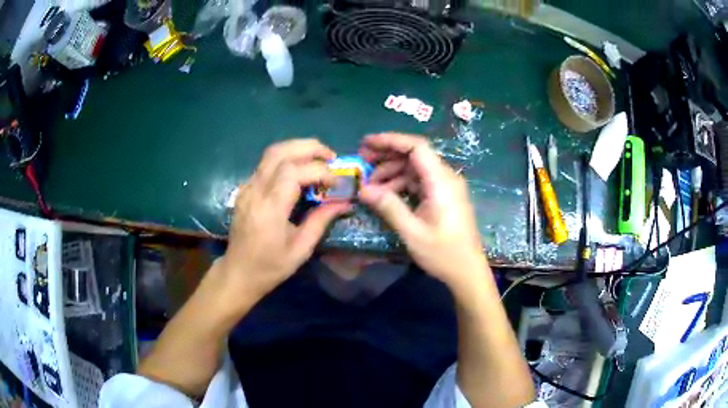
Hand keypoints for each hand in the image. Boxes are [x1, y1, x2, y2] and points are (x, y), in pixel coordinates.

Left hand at [217, 139, 350, 307]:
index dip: (319, 170)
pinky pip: (266, 164)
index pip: (293, 172)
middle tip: (331, 157)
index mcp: (269, 209)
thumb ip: (322, 221)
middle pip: (280, 152)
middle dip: (309, 148)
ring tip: (318, 158)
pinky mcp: (245, 188)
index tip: (336, 181)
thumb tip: (345, 202)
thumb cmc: (270, 266)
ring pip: (271, 153)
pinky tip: (300, 170)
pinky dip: (287, 158)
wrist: (238, 272)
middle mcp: (255, 191)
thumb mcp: (301, 249)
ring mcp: (247, 187)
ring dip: (298, 148)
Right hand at [359, 133, 487, 291]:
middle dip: (387, 155)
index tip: (367, 143)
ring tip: (369, 185)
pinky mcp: (444, 196)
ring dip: (392, 172)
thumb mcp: (412, 232)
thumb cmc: (443, 253)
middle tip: (362, 161)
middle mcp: (446, 178)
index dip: (391, 140)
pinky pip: (420, 181)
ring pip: (416, 168)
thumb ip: (389, 206)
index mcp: (441, 181)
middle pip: (415, 155)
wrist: (468, 271)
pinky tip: (386, 194)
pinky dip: (402, 184)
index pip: (416, 147)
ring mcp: (446, 187)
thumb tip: (363, 189)